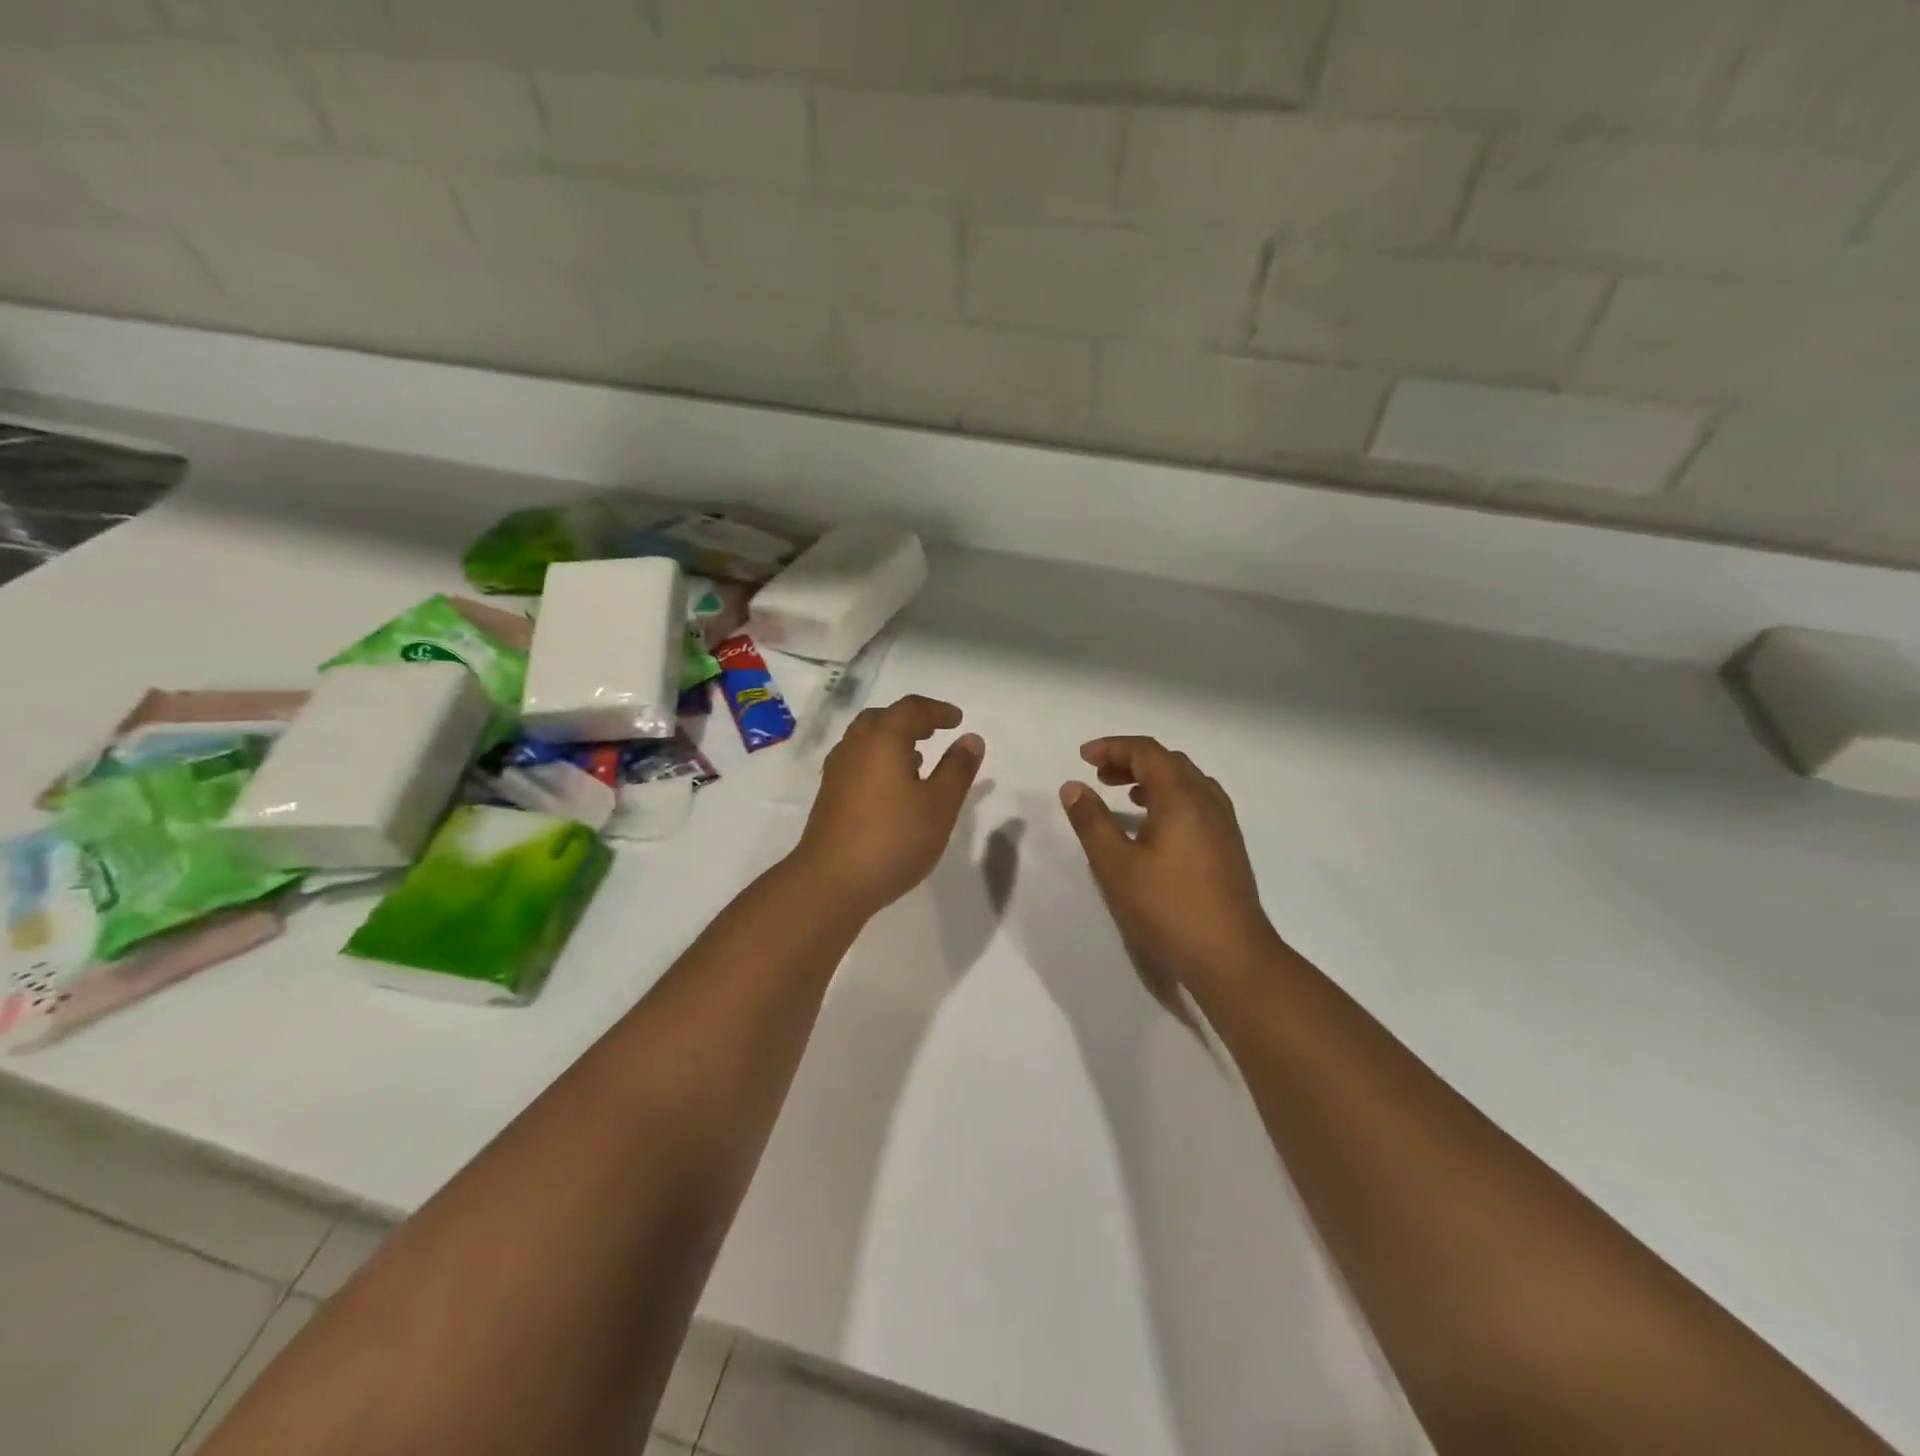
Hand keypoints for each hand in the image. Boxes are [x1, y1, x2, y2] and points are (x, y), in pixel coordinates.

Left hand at [791, 695, 983, 916]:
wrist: (831, 882)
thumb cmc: (893, 838)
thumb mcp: (939, 805)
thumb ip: (957, 769)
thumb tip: (970, 738)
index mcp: (882, 740)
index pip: (911, 709)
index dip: (937, 710)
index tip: (957, 720)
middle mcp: (855, 747)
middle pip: (882, 718)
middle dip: (910, 720)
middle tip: (934, 732)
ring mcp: (837, 772)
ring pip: (865, 740)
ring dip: (892, 741)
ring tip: (918, 759)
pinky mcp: (830, 796)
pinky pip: (857, 762)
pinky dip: (878, 761)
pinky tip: (893, 788)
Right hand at [1060, 737, 1279, 982]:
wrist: (1231, 955)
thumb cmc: (1167, 907)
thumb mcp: (1115, 865)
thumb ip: (1091, 822)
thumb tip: (1073, 787)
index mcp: (1181, 797)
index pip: (1147, 752)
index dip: (1113, 747)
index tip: (1083, 757)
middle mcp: (1207, 800)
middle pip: (1168, 762)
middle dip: (1131, 761)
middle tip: (1100, 776)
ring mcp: (1223, 823)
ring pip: (1187, 782)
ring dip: (1152, 779)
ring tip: (1125, 796)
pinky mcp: (1229, 846)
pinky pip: (1198, 802)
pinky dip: (1170, 798)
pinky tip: (1155, 827)